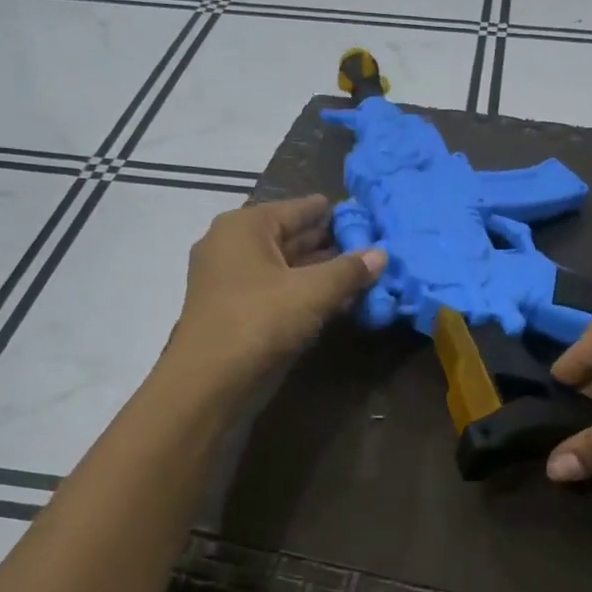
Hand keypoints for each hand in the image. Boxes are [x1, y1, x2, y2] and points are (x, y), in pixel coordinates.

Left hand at [168, 195, 385, 387]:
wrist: (209, 382)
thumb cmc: (259, 321)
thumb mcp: (312, 292)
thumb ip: (349, 271)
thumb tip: (381, 253)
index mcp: (245, 226)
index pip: (299, 208)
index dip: (334, 213)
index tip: (367, 215)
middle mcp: (233, 245)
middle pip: (291, 237)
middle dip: (331, 244)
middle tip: (373, 245)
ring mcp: (231, 280)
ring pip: (286, 268)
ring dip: (321, 273)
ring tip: (364, 274)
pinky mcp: (236, 311)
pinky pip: (278, 291)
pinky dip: (305, 294)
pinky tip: (339, 302)